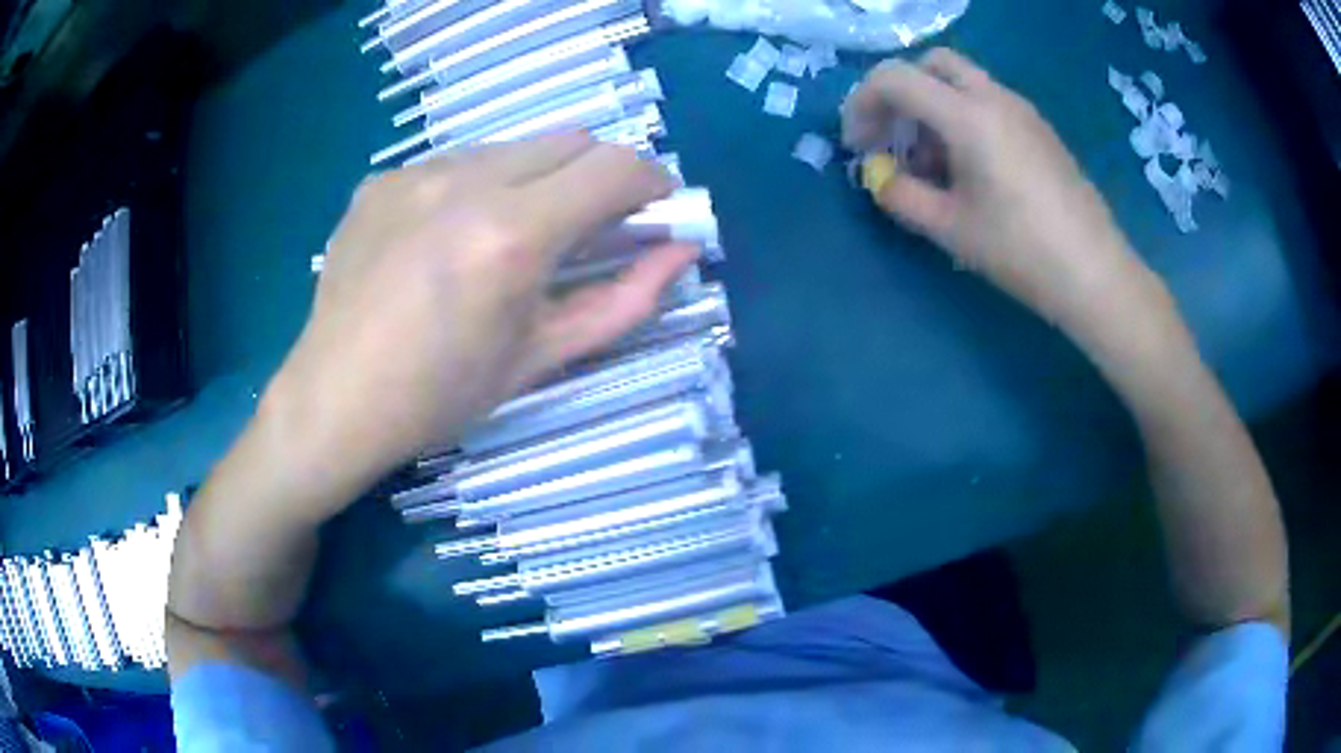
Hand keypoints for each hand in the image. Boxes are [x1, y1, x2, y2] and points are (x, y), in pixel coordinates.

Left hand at [261, 134, 697, 518]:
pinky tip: (450, 237)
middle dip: (599, 176)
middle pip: (572, 139)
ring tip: (512, 236)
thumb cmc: (442, 395)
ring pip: (513, 145)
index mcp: (511, 234)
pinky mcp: (383, 178)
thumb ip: (626, 300)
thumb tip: (683, 252)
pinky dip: (479, 186)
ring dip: (538, 178)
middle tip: (589, 228)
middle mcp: (465, 181)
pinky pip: (456, 161)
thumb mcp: (542, 357)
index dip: (652, 183)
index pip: (616, 166)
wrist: (334, 399)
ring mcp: (416, 172)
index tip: (655, 211)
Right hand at [842, 48, 1162, 332]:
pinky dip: (963, 118)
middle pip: (931, 64)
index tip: (858, 146)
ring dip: (933, 106)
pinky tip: (969, 168)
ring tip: (931, 164)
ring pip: (962, 82)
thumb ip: (900, 195)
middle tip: (893, 137)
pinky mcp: (1040, 130)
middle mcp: (995, 97)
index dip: (862, 104)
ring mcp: (1022, 110)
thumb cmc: (1021, 251)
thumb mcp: (949, 228)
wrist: (1094, 273)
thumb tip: (878, 177)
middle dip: (900, 92)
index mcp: (968, 115)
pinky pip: (989, 103)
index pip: (895, 78)